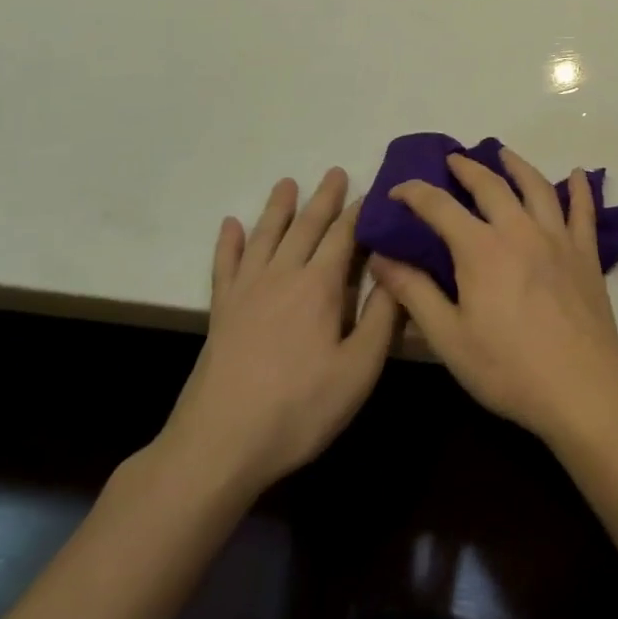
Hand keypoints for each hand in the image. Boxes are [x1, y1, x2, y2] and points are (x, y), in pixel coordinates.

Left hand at [158, 169, 399, 500]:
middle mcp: (282, 276)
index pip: (345, 236)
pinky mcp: (221, 312)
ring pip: (265, 236)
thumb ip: (382, 316)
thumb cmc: (300, 408)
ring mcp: (246, 292)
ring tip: (287, 183)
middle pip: (306, 227)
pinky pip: (225, 265)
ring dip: (278, 208)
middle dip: (324, 198)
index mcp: (319, 286)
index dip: (360, 213)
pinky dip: (229, 243)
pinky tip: (230, 226)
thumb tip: (398, 268)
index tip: (374, 191)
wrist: (219, 446)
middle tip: (335, 172)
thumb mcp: (359, 368)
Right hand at [369, 146, 617, 448]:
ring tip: (503, 154)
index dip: (415, 193)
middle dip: (467, 168)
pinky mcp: (586, 253)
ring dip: (517, 165)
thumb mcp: (448, 338)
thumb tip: (381, 258)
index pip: (440, 207)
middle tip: (453, 159)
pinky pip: (584, 211)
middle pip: (490, 186)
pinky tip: (579, 174)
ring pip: (536, 188)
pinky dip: (581, 189)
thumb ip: (414, 294)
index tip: (397, 190)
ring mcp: (557, 238)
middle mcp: (519, 230)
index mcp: (481, 249)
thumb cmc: (508, 368)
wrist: (581, 386)